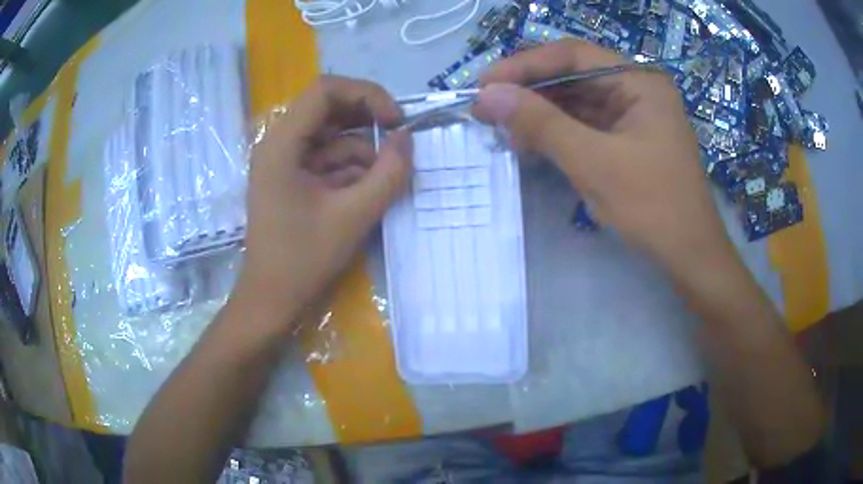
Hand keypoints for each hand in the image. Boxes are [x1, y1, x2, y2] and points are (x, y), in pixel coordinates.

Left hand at [236, 76, 411, 320]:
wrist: (271, 300)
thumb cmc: (303, 260)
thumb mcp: (354, 215)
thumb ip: (389, 173)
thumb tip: (407, 137)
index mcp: (282, 144)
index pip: (325, 90)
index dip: (366, 94)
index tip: (396, 121)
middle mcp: (279, 144)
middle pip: (329, 108)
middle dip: (367, 121)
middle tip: (397, 143)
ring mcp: (285, 162)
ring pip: (332, 136)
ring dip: (362, 152)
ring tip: (382, 181)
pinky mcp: (292, 179)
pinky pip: (327, 160)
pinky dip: (351, 170)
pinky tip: (365, 193)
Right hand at [473, 40, 736, 279]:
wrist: (690, 256)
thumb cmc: (653, 207)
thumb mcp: (594, 162)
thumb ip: (541, 124)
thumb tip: (487, 96)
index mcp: (638, 81)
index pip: (572, 55)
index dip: (524, 65)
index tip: (484, 85)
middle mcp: (636, 88)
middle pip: (573, 75)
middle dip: (529, 90)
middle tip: (487, 108)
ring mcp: (633, 114)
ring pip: (576, 100)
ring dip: (540, 112)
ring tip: (504, 130)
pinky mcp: (627, 139)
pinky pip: (585, 124)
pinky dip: (557, 131)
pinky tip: (532, 142)